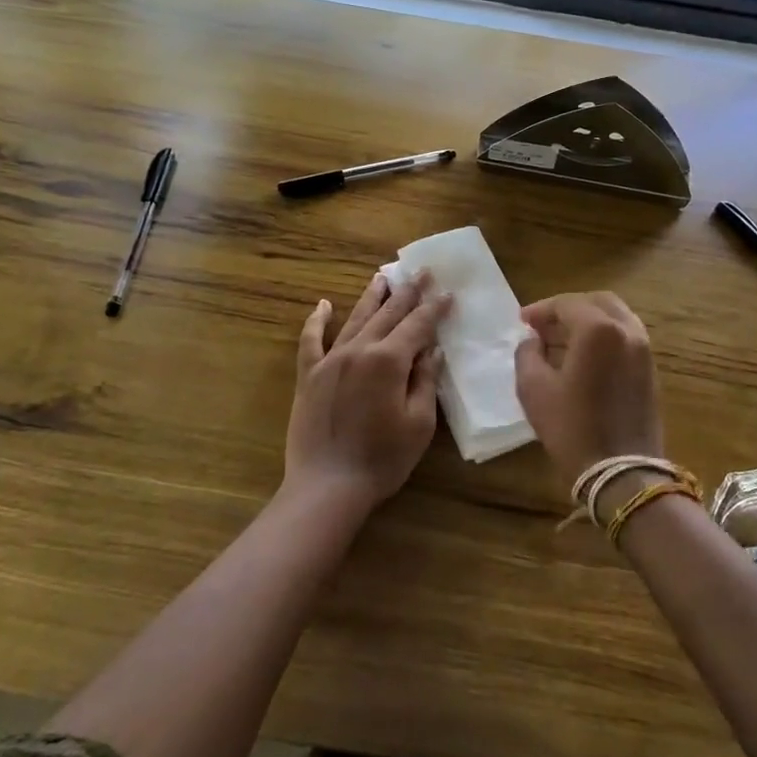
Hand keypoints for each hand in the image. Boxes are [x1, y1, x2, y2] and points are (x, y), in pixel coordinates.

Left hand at [283, 271, 450, 514]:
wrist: (327, 485)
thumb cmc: (382, 459)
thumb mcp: (418, 424)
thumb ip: (425, 381)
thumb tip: (432, 350)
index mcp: (388, 360)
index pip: (417, 326)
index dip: (434, 308)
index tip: (447, 292)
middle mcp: (358, 350)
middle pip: (387, 314)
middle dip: (407, 292)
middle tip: (421, 272)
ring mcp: (330, 360)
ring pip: (354, 319)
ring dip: (370, 297)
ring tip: (382, 277)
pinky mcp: (308, 375)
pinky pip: (311, 340)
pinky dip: (317, 321)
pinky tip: (324, 305)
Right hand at [514, 292, 663, 490]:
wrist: (622, 472)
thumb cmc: (571, 428)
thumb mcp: (533, 388)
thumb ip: (527, 353)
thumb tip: (532, 340)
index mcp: (598, 330)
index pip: (566, 304)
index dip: (541, 309)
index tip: (522, 321)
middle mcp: (627, 331)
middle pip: (597, 302)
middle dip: (568, 308)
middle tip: (543, 324)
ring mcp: (644, 350)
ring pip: (616, 318)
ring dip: (588, 321)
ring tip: (561, 339)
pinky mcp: (650, 370)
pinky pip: (626, 338)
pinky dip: (604, 337)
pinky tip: (583, 357)